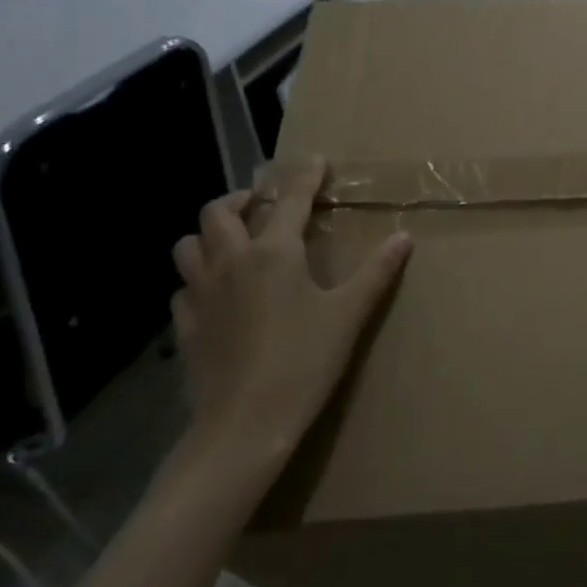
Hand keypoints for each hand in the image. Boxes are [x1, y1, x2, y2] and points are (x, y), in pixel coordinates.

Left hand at [171, 158, 411, 464]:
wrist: (244, 425)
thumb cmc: (304, 361)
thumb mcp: (349, 314)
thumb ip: (377, 272)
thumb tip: (403, 238)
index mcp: (274, 252)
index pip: (290, 198)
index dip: (304, 176)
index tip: (315, 161)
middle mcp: (231, 261)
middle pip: (218, 212)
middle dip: (240, 199)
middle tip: (260, 204)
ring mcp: (200, 294)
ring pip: (188, 245)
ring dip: (209, 235)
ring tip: (232, 243)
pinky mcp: (185, 326)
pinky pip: (182, 288)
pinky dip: (197, 281)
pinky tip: (217, 296)